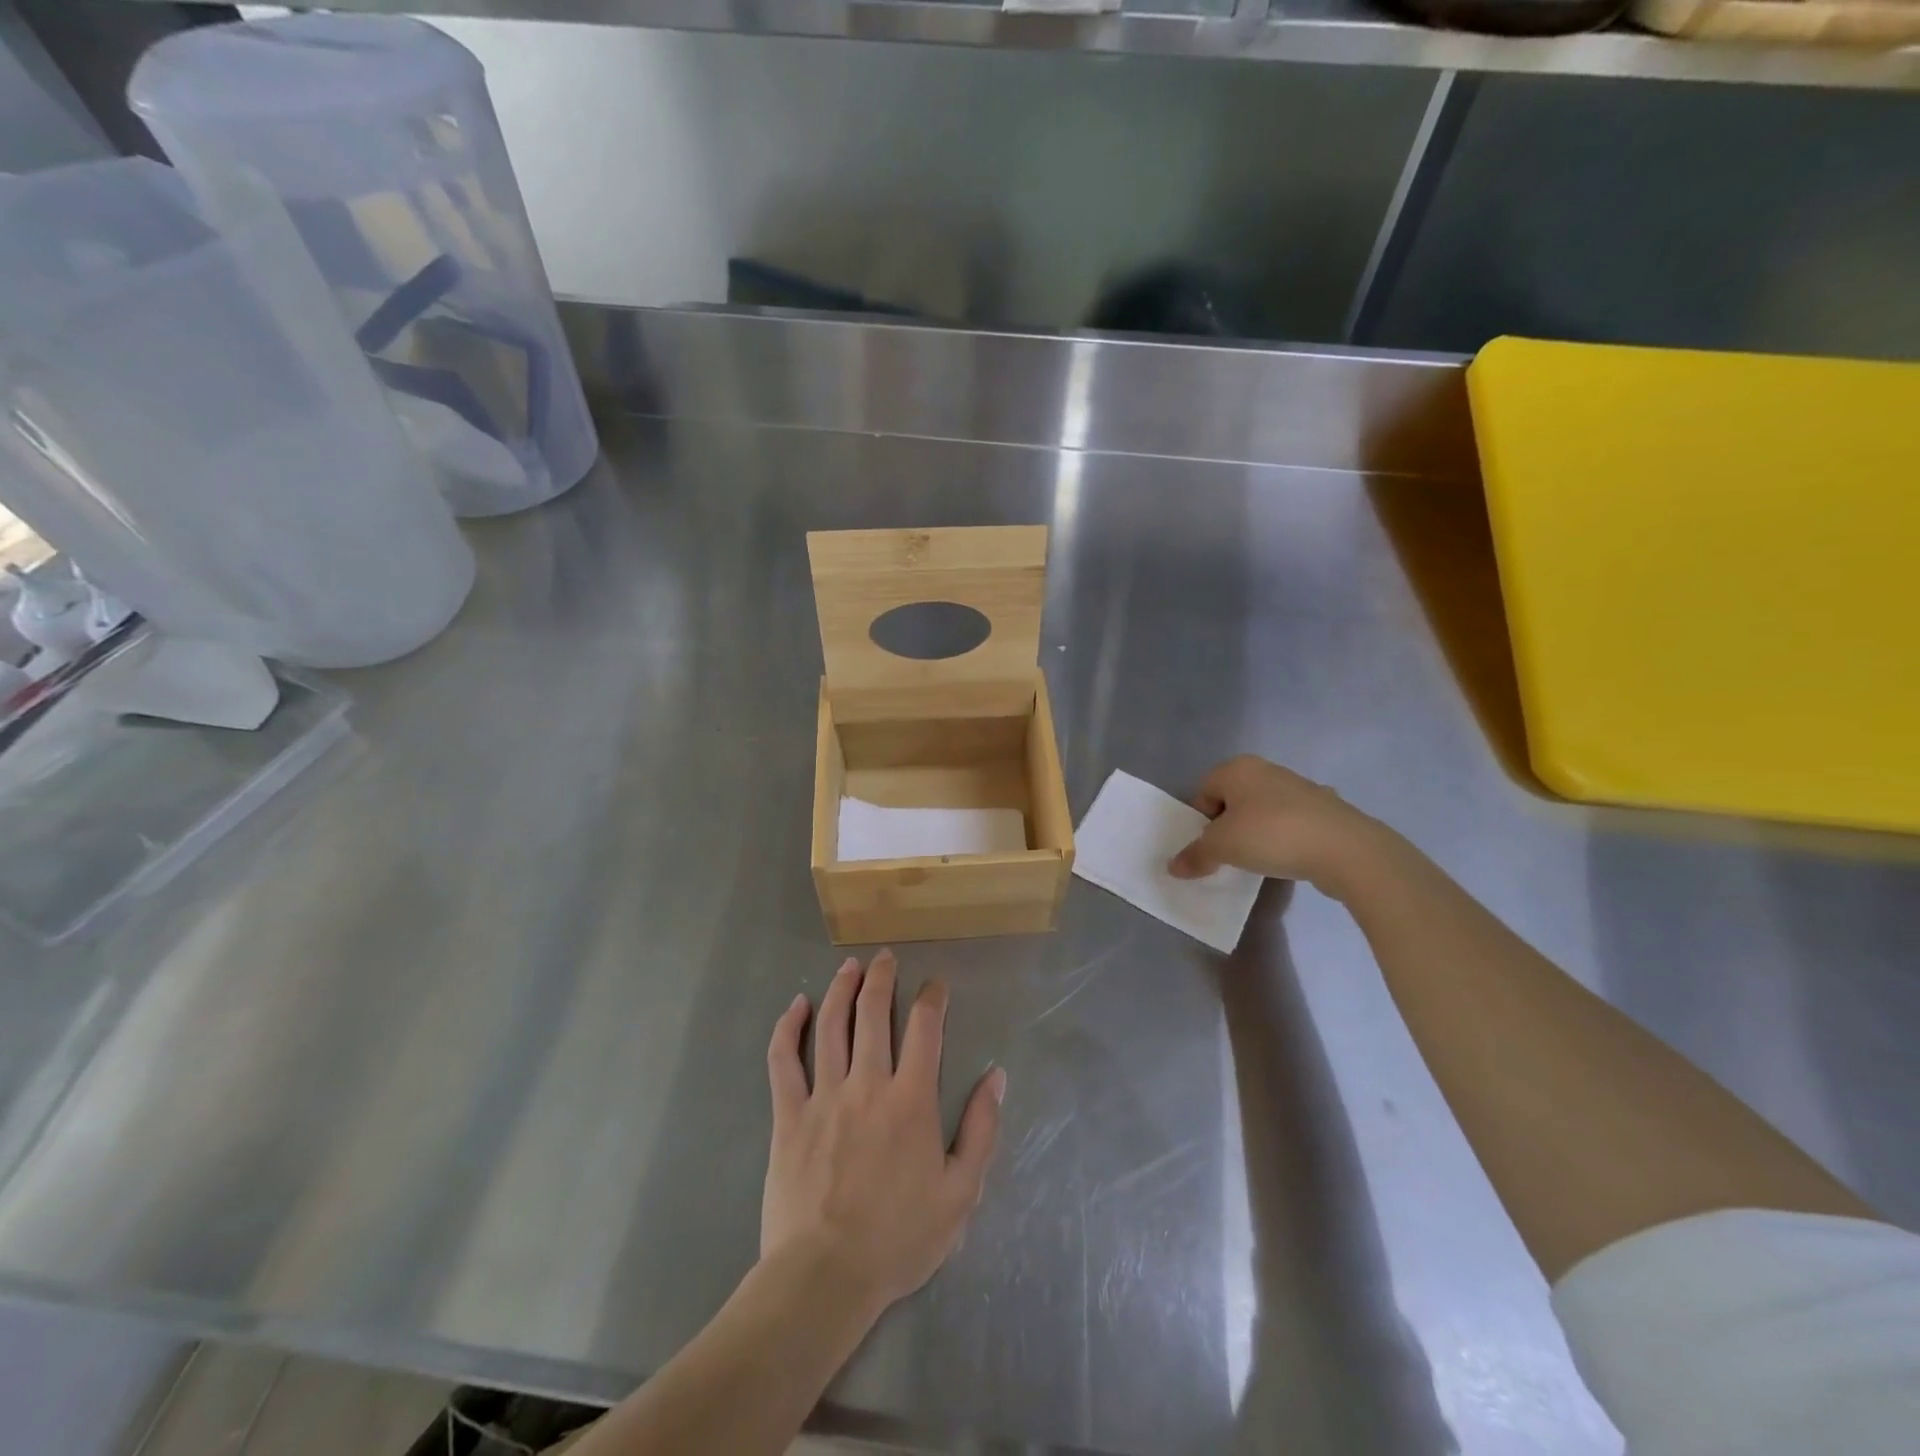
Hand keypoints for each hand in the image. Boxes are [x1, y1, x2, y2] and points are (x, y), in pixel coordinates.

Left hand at [762, 950, 1004, 1321]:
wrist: (825, 1276)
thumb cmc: (899, 1238)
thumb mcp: (961, 1192)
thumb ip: (981, 1129)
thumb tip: (995, 1076)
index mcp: (911, 1099)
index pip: (925, 1028)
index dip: (932, 998)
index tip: (936, 986)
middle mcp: (868, 1083)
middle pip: (873, 1012)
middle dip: (882, 978)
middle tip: (886, 957)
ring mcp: (824, 1095)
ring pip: (830, 1025)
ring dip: (841, 988)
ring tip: (850, 966)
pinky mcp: (788, 1114)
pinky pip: (784, 1060)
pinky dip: (788, 1027)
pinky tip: (795, 1005)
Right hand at [1166, 755, 1385, 894]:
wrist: (1345, 849)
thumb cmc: (1272, 836)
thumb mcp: (1223, 848)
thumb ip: (1195, 855)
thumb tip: (1173, 867)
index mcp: (1238, 768)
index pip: (1204, 791)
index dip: (1201, 820)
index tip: (1209, 847)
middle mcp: (1267, 769)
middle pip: (1233, 799)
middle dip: (1228, 826)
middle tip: (1229, 854)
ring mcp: (1300, 787)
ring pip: (1263, 810)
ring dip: (1257, 832)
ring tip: (1259, 860)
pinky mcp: (1326, 808)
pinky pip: (1291, 822)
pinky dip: (1285, 837)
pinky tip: (1289, 858)